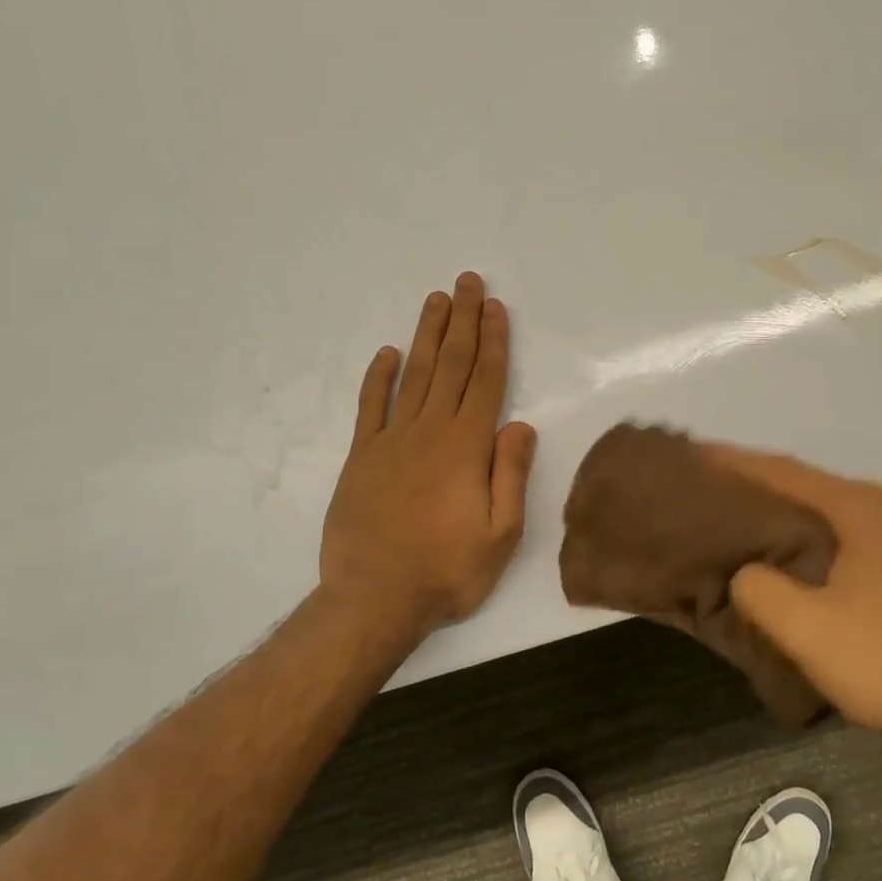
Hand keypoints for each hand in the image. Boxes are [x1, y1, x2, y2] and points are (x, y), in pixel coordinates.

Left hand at [320, 273, 535, 642]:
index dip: (493, 342)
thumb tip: (521, 424)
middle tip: (467, 281)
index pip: (485, 381)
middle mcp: (429, 432)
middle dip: (462, 321)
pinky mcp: (360, 456)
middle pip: (451, 365)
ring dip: (427, 335)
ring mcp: (390, 441)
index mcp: (466, 448)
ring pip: (414, 375)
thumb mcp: (501, 534)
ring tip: (436, 300)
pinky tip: (388, 353)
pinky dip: (379, 377)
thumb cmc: (447, 571)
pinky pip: (370, 406)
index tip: (496, 307)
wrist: (373, 599)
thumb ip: (510, 474)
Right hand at [705, 445, 881, 741]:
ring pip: (820, 511)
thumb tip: (744, 573)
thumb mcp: (803, 626)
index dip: (734, 462)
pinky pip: (836, 534)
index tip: (694, 455)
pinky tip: (778, 551)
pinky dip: (801, 534)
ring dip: (777, 510)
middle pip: (803, 484)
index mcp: (859, 508)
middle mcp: (880, 509)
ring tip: (731, 512)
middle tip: (705, 484)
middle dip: (754, 482)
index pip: (784, 471)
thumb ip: (757, 587)